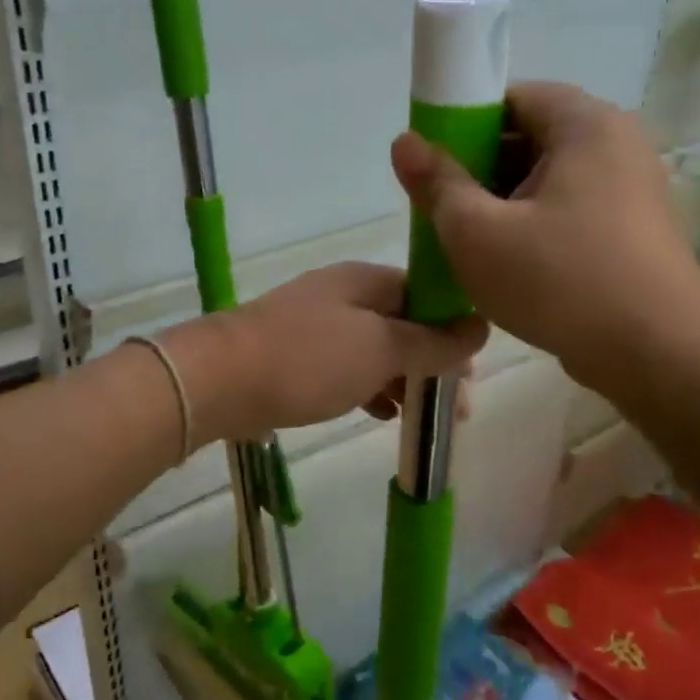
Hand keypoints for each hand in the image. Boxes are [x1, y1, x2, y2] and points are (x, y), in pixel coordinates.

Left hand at [166, 262, 487, 444]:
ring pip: (377, 349)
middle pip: (404, 324)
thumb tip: (480, 327)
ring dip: (404, 379)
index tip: (472, 373)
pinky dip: (370, 388)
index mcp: (367, 281)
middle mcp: (344, 295)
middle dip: (433, 363)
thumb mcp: (382, 349)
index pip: (427, 295)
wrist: (219, 380)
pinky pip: (348, 368)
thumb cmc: (309, 359)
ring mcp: (317, 325)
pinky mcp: (297, 356)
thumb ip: (433, 342)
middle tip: (456, 409)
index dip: (455, 331)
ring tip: (424, 419)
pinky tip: (383, 414)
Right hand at [390, 82, 699, 384]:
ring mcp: (632, 189)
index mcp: (585, 125)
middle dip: (481, 172)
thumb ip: (437, 183)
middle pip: (531, 138)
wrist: (658, 354)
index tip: (436, 168)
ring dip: (505, 206)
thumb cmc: (560, 281)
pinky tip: (512, 267)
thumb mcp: (478, 233)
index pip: (512, 98)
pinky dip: (536, 228)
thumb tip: (404, 142)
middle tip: (445, 213)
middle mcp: (617, 144)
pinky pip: (571, 211)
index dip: (464, 126)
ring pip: (549, 181)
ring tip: (473, 247)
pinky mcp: (635, 230)